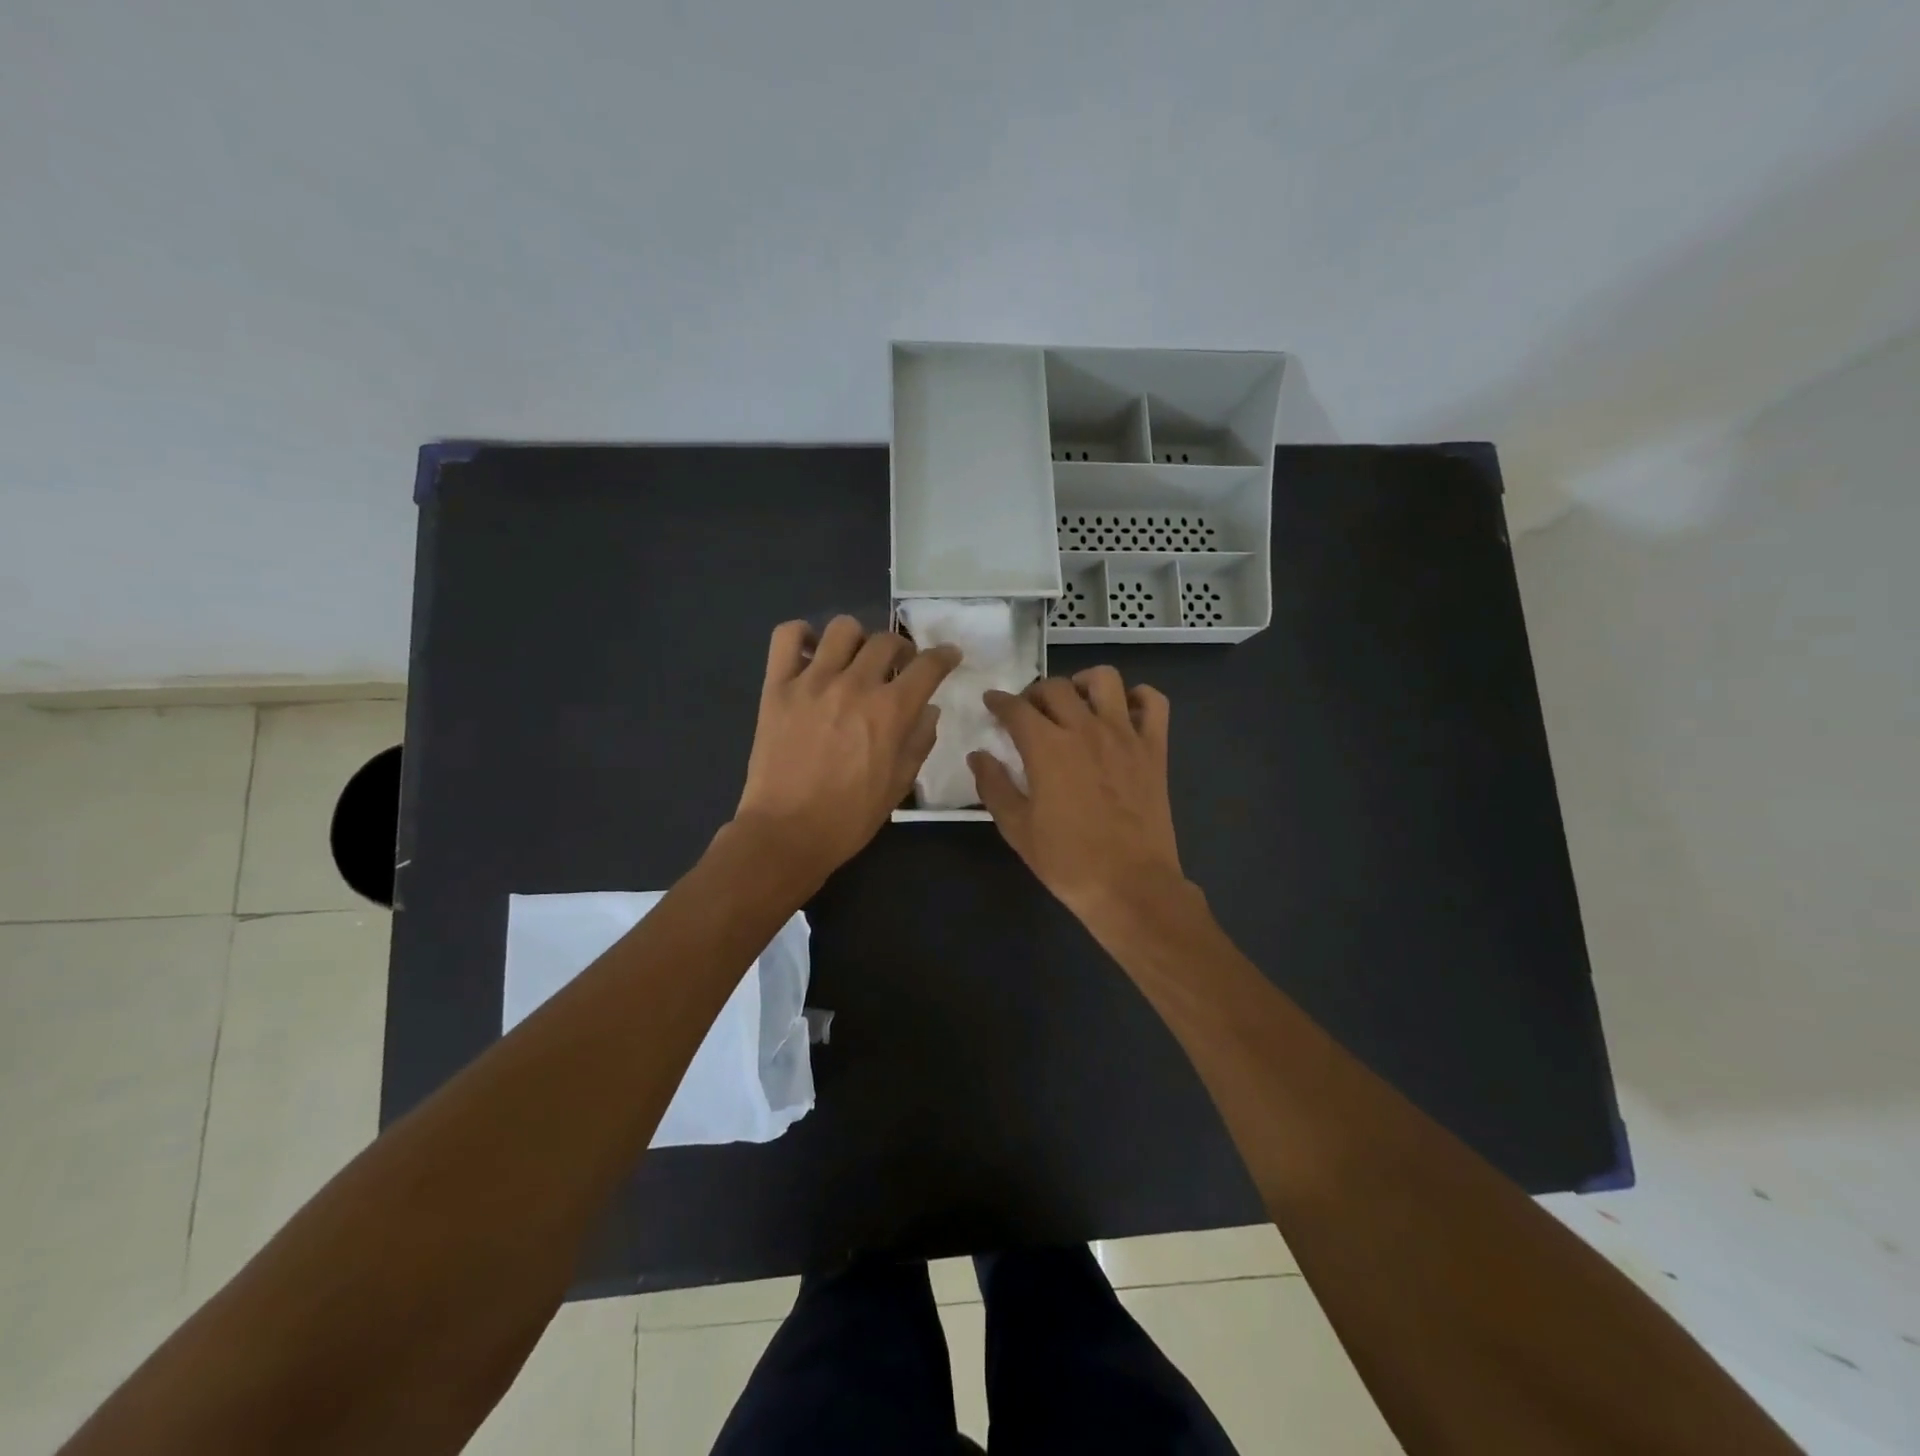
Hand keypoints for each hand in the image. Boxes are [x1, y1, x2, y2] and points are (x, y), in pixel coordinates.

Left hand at [733, 616, 959, 885]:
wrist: (787, 833)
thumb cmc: (850, 817)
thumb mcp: (899, 785)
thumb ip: (919, 741)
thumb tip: (928, 710)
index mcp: (890, 711)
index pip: (928, 666)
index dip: (944, 656)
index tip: (949, 656)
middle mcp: (855, 685)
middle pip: (887, 641)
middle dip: (902, 650)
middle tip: (899, 668)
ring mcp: (812, 681)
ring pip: (843, 628)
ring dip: (858, 640)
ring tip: (855, 660)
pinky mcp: (777, 686)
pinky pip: (787, 636)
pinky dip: (802, 636)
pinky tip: (811, 654)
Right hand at [968, 667, 1186, 922]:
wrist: (1130, 885)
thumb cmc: (1067, 861)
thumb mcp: (1017, 829)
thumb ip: (993, 786)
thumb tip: (978, 756)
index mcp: (1047, 748)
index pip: (1016, 708)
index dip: (999, 701)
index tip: (992, 703)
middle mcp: (1085, 729)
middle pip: (1056, 687)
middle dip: (1034, 694)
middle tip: (1029, 713)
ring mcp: (1124, 735)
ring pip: (1105, 680)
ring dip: (1083, 683)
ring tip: (1075, 703)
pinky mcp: (1154, 748)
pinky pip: (1154, 702)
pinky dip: (1138, 698)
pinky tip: (1123, 713)